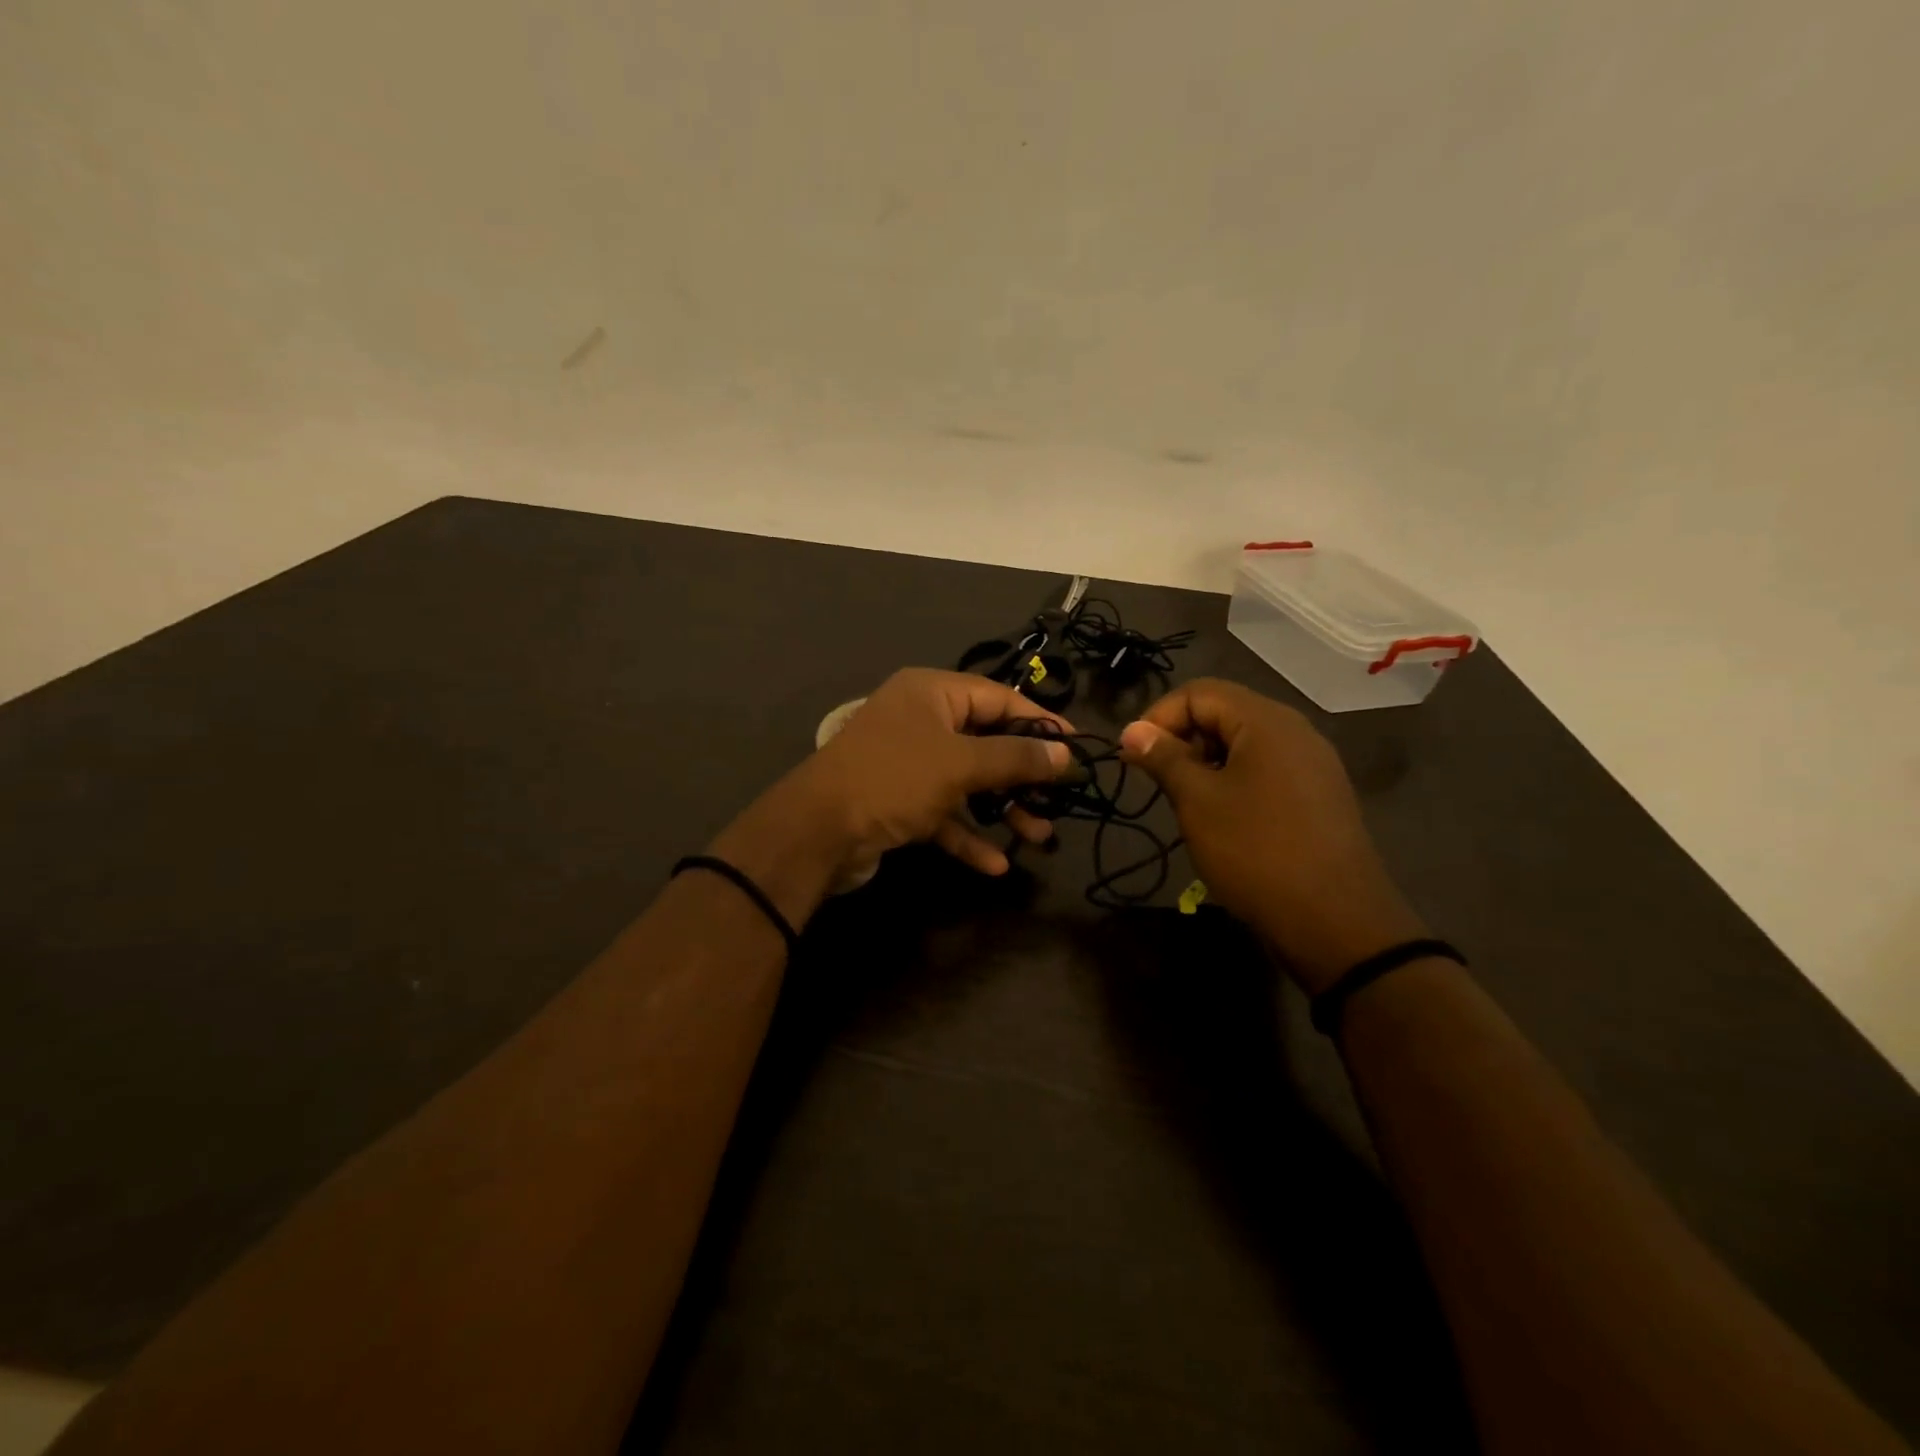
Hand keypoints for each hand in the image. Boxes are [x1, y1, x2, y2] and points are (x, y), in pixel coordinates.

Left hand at [711, 669, 1072, 923]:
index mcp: (932, 693)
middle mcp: (921, 721)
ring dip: (1002, 809)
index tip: (1077, 748)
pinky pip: (944, 813)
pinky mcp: (899, 802)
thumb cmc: (894, 779)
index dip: (1040, 722)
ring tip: (1039, 836)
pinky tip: (995, 865)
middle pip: (986, 741)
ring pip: (968, 782)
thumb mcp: (960, 765)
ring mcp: (908, 763)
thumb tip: (1065, 754)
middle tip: (1060, 799)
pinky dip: (968, 834)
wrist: (816, 832)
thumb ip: (1015, 758)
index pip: (999, 698)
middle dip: (1023, 774)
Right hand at [1118, 679, 1427, 992]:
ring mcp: (1313, 764)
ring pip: (1244, 743)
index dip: (1158, 717)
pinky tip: (1222, 817)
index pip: (1199, 692)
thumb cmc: (1256, 851)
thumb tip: (1132, 730)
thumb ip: (1164, 757)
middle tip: (1156, 780)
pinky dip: (1234, 780)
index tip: (1133, 756)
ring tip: (1185, 801)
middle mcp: (1295, 731)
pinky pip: (1266, 770)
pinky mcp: (1319, 795)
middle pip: (1224, 712)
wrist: (1335, 921)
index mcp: (1266, 721)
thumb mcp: (1197, 801)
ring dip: (1205, 762)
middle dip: (1181, 739)